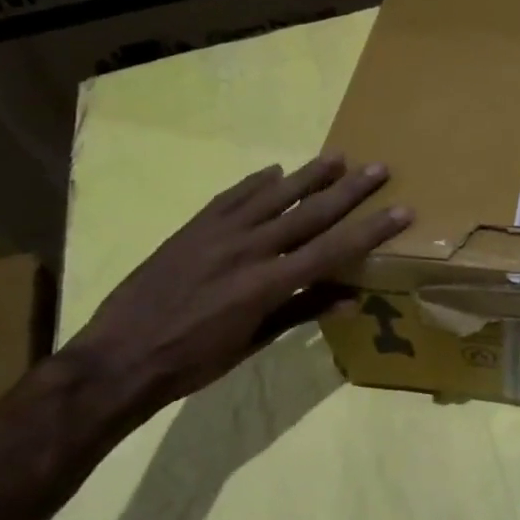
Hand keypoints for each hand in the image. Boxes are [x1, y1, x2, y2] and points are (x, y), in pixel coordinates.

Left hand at [64, 153, 411, 419]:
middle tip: (379, 168)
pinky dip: (255, 182)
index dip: (371, 229)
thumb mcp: (253, 344)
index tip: (402, 209)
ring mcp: (218, 234)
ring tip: (337, 157)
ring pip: (273, 196)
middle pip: (310, 213)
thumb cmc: (193, 362)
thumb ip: (301, 313)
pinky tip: (274, 171)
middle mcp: (249, 249)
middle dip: (349, 191)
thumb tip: (351, 298)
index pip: (333, 249)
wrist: (118, 358)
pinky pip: (231, 197)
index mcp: (268, 284)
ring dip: (308, 175)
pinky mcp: (192, 228)